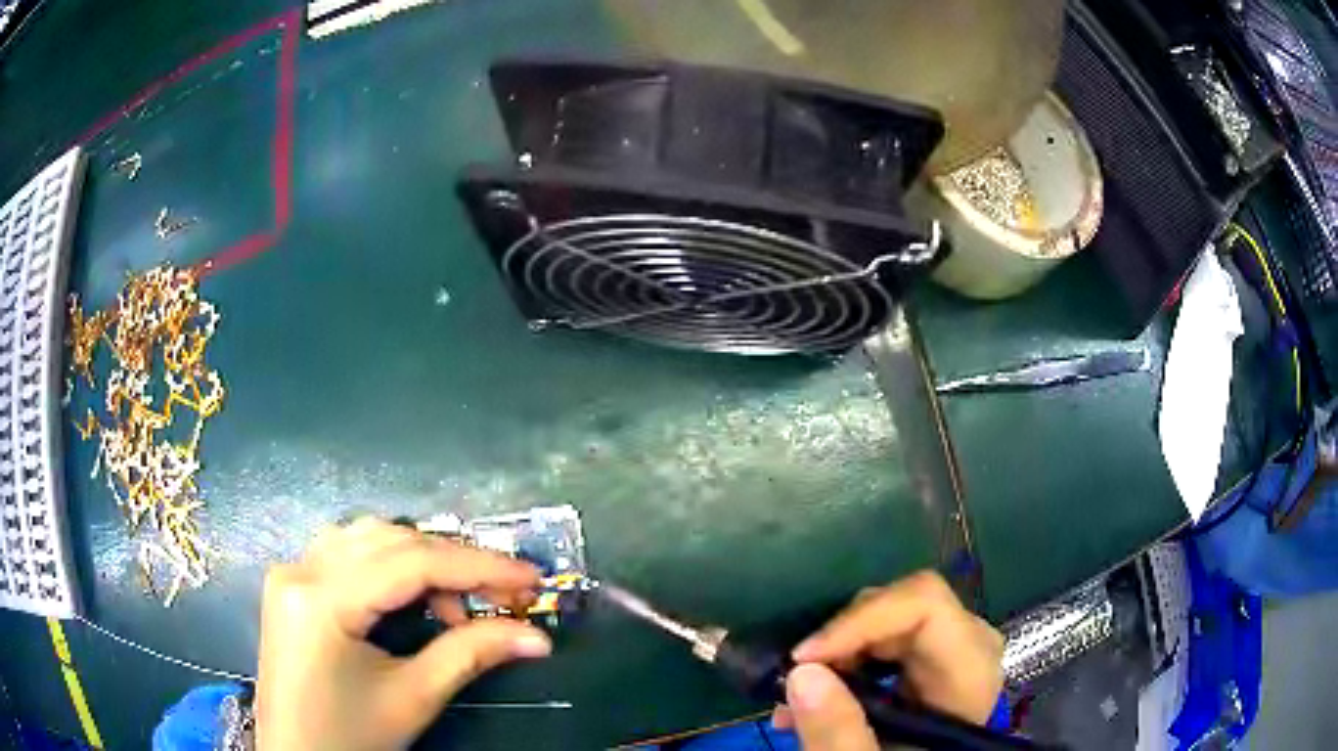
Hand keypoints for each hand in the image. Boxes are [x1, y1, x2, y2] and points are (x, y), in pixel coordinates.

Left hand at [256, 519, 552, 750]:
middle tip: (502, 594)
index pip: (411, 562)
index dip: (478, 566)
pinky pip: (346, 552)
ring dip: (419, 558)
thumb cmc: (350, 736)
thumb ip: (471, 655)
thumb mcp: (413, 698)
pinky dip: (388, 563)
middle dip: (452, 562)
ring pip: (367, 537)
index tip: (529, 576)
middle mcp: (300, 569)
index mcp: (322, 599)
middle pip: (389, 540)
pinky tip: (408, 595)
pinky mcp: (291, 584)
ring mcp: (290, 572)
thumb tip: (535, 636)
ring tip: (453, 603)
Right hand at [774, 571, 1004, 749]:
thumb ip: (840, 732)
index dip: (861, 620)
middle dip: (840, 640)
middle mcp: (970, 649)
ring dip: (836, 654)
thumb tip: (801, 673)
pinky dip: (845, 664)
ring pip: (890, 621)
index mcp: (971, 672)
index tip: (804, 658)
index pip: (926, 605)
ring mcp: (953, 653)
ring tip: (793, 699)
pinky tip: (815, 702)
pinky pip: (887, 641)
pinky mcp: (931, 665)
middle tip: (793, 680)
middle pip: (904, 607)